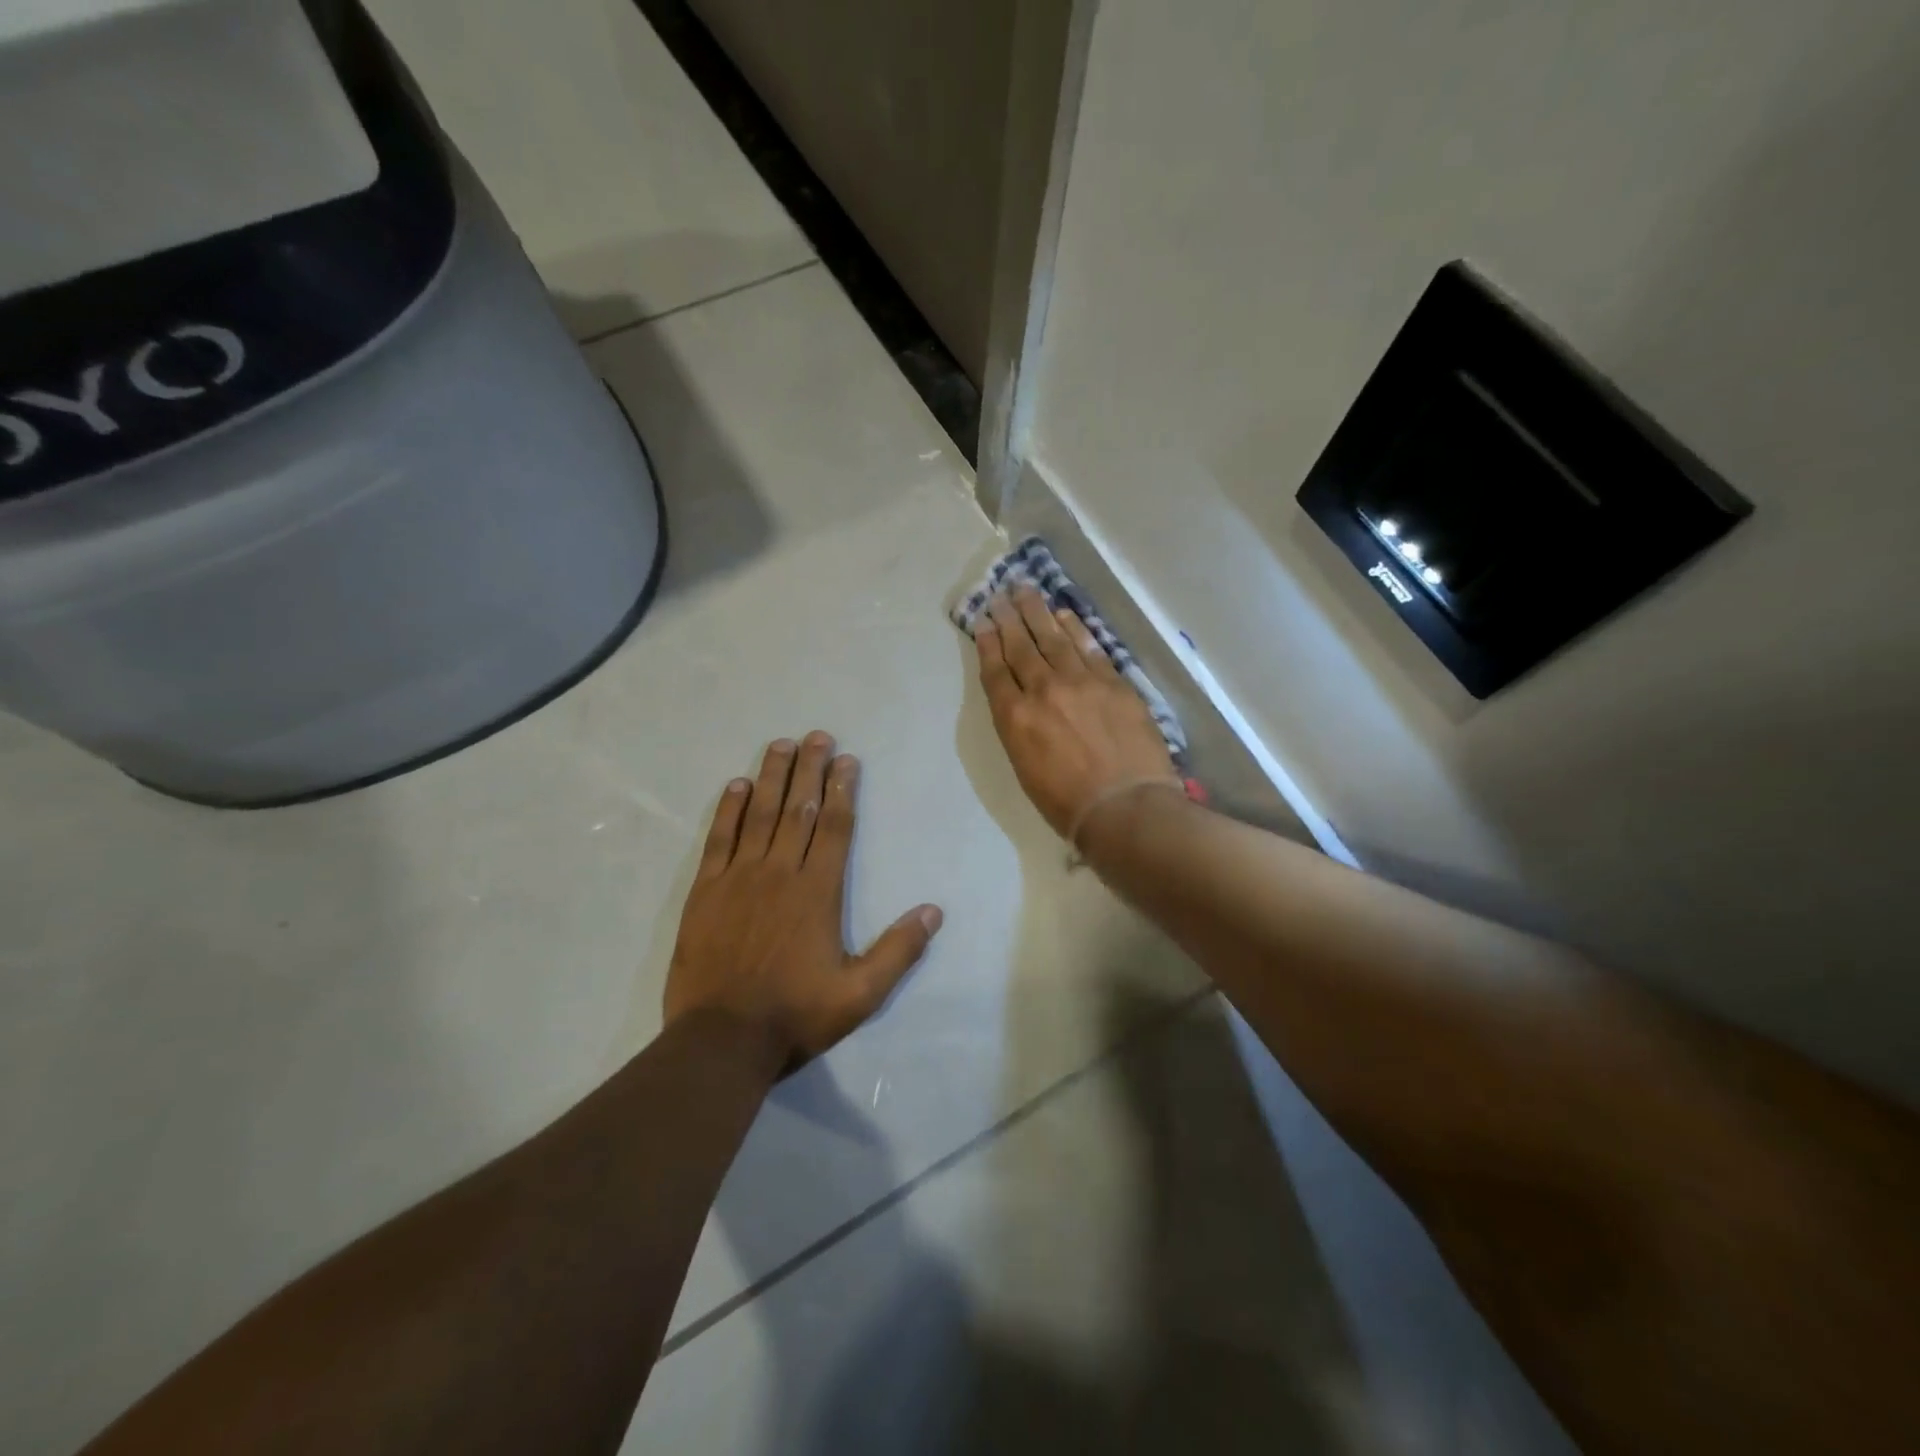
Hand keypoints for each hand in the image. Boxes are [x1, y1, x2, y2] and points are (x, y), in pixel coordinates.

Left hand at [664, 733, 942, 1072]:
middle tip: (818, 736)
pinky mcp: (706, 891)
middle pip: (799, 809)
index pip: (834, 827)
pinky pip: (719, 839)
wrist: (721, 1040)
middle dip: (811, 770)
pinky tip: (738, 785)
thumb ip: (898, 950)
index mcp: (818, 892)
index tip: (846, 760)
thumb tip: (934, 911)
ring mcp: (739, 878)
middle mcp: (780, 873)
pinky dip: (729, 809)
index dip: (842, 790)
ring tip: (782, 744)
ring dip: (773, 777)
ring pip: (760, 815)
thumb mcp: (860, 994)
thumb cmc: (795, 1015)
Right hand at [975, 588, 1175, 838]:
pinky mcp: (1113, 682)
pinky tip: (1064, 614)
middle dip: (1009, 618)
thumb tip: (1021, 703)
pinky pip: (1089, 646)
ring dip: (1037, 612)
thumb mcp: (1025, 769)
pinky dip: (1074, 627)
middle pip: (1022, 646)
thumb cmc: (1067, 803)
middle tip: (1001, 594)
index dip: (988, 644)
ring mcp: (1081, 682)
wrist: (1124, 806)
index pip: (996, 671)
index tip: (983, 622)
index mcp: (1015, 718)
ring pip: (1054, 638)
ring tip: (1026, 591)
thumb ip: (1019, 729)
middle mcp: (1043, 691)